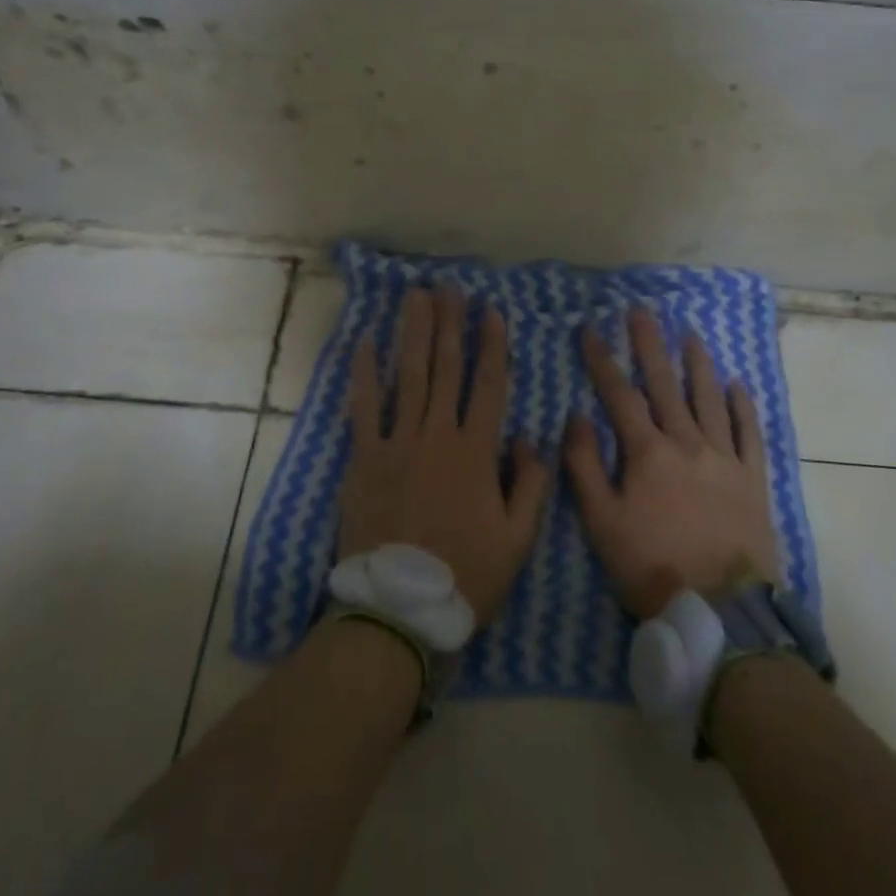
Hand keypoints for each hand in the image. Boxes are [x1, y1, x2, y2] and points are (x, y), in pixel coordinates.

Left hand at [341, 285, 549, 623]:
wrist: (399, 607)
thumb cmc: (466, 574)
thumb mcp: (519, 538)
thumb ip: (531, 483)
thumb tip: (529, 437)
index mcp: (476, 452)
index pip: (488, 385)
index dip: (492, 345)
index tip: (491, 311)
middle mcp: (437, 434)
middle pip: (445, 368)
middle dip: (450, 324)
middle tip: (450, 289)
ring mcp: (396, 442)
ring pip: (408, 376)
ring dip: (413, 333)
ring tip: (417, 297)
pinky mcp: (363, 458)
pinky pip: (363, 408)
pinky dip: (364, 373)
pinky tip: (366, 342)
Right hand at [566, 308, 779, 618]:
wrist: (721, 611)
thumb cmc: (652, 567)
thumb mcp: (602, 523)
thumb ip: (585, 467)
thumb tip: (576, 417)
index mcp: (648, 453)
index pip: (619, 395)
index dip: (602, 360)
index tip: (589, 330)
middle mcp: (687, 443)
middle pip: (665, 384)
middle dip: (650, 345)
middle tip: (642, 311)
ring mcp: (724, 458)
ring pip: (709, 399)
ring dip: (697, 363)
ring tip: (690, 334)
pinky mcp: (752, 479)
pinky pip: (748, 433)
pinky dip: (742, 406)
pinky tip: (737, 384)